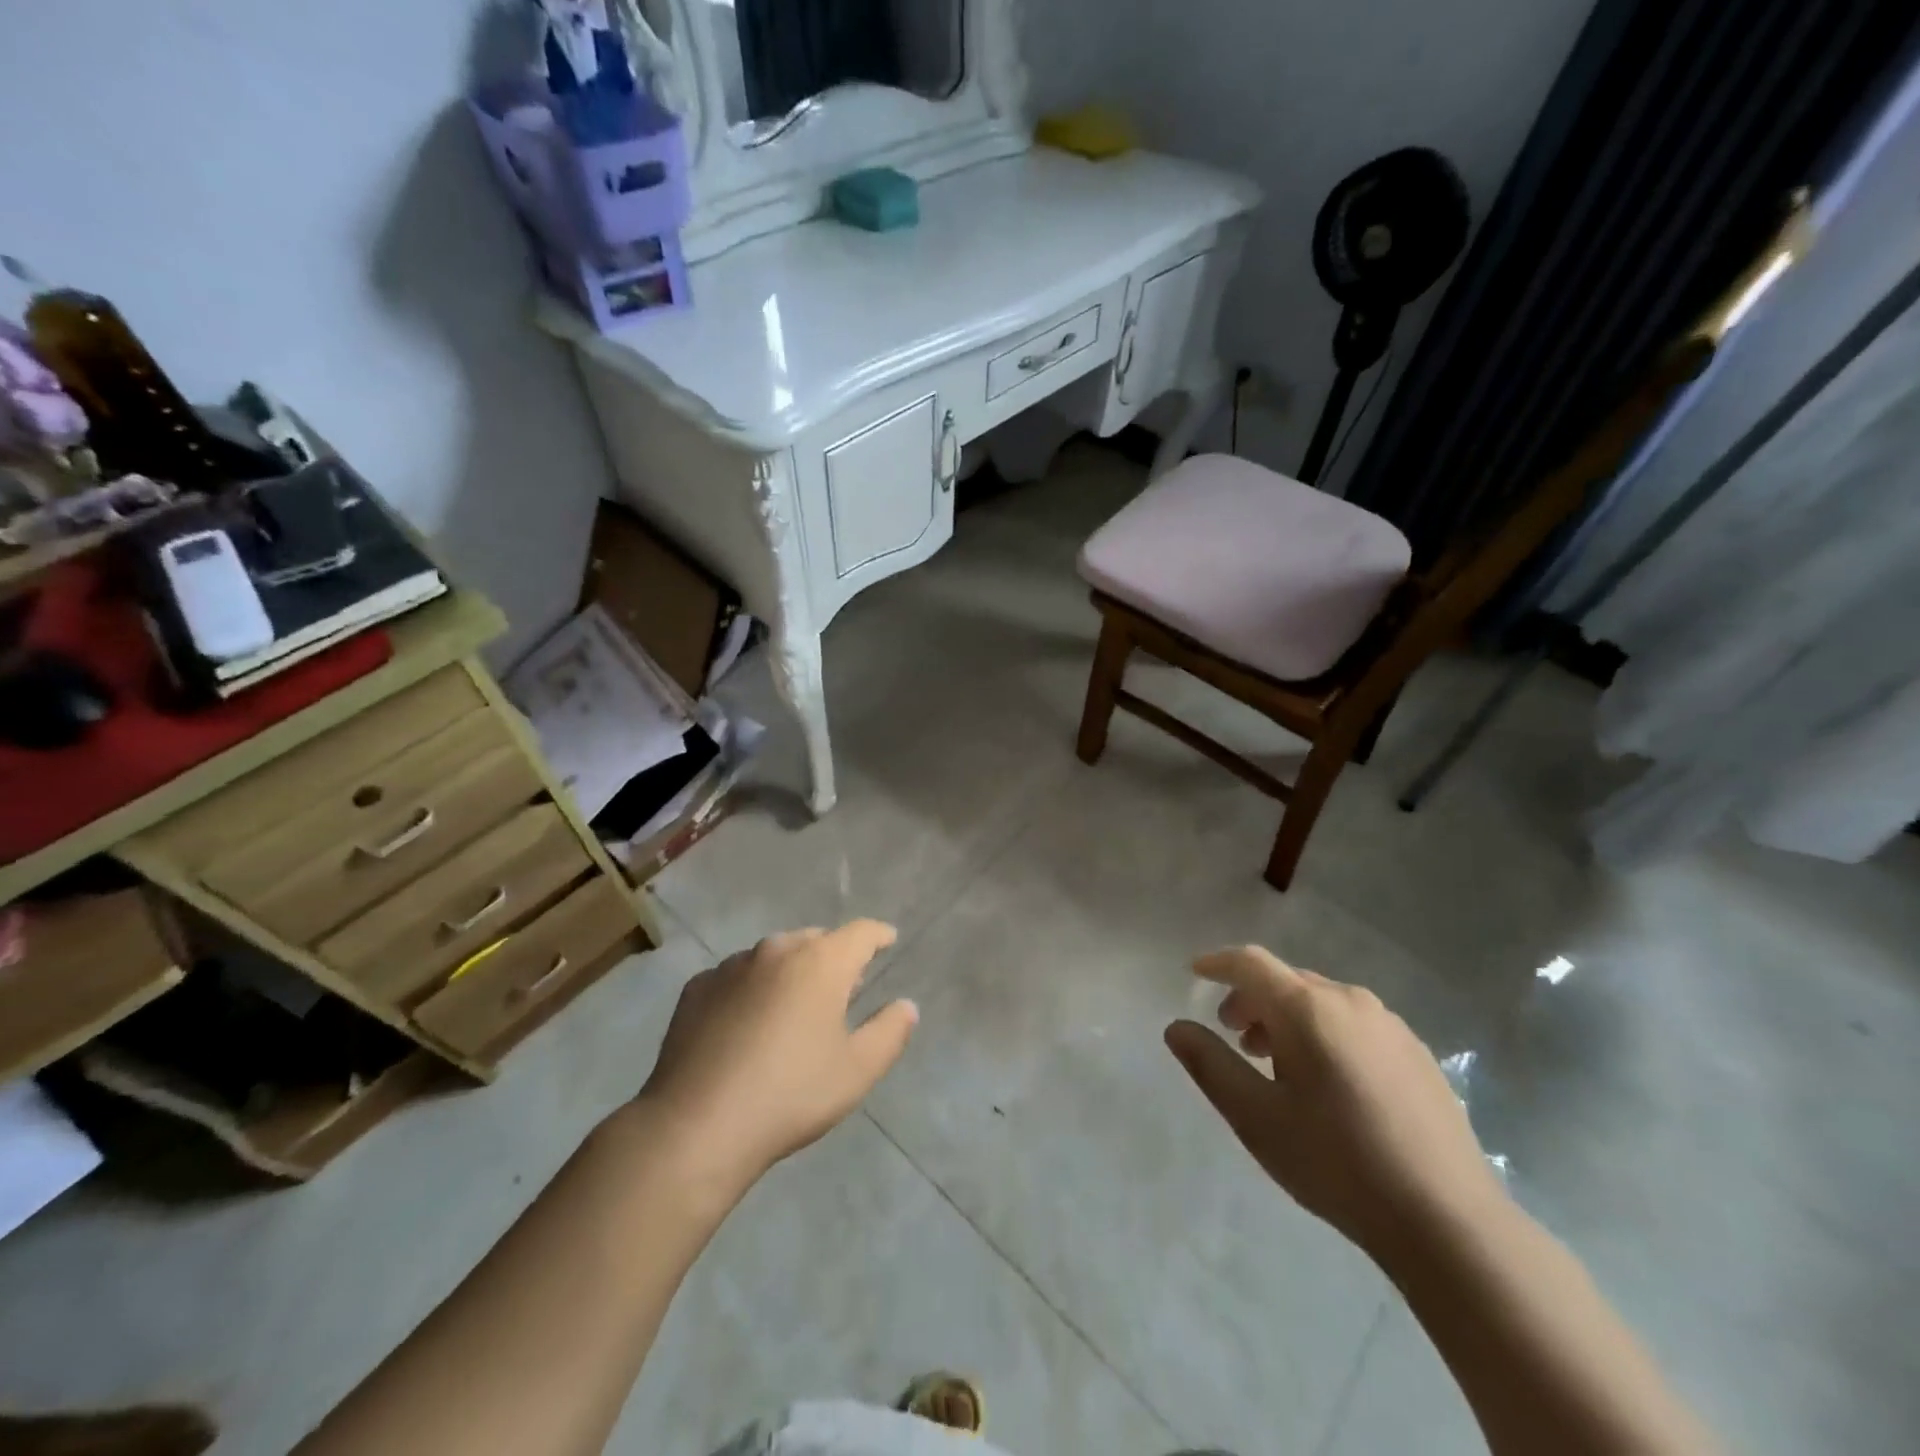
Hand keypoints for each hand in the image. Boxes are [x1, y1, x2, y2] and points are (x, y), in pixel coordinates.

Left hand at [637, 921, 918, 1184]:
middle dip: (834, 957)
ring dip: (791, 972)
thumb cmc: (790, 1095)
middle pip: (816, 940)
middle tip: (842, 989)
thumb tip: (906, 1005)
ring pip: (774, 956)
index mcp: (821, 962)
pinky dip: (752, 989)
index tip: (888, 940)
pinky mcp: (697, 988)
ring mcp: (731, 966)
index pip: (861, 932)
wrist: (696, 1126)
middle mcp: (777, 949)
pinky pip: (737, 977)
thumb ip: (890, 1031)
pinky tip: (746, 1025)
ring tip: (792, 1008)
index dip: (879, 935)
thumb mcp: (857, 1071)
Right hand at [1165, 946, 1503, 1261]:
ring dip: (1287, 1018)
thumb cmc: (1337, 1163)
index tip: (1195, 972)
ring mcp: (1390, 1025)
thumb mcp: (1256, 1117)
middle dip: (1251, 999)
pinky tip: (1328, 1084)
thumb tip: (1177, 1028)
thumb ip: (1210, 1065)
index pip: (1251, 963)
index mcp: (1308, 1008)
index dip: (1218, 963)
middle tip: (1234, 1037)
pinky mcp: (1416, 1052)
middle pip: (1286, 981)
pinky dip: (1323, 1033)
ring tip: (1276, 1064)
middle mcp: (1349, 1000)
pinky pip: (1353, 1023)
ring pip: (1321, 1001)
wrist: (1448, 1222)